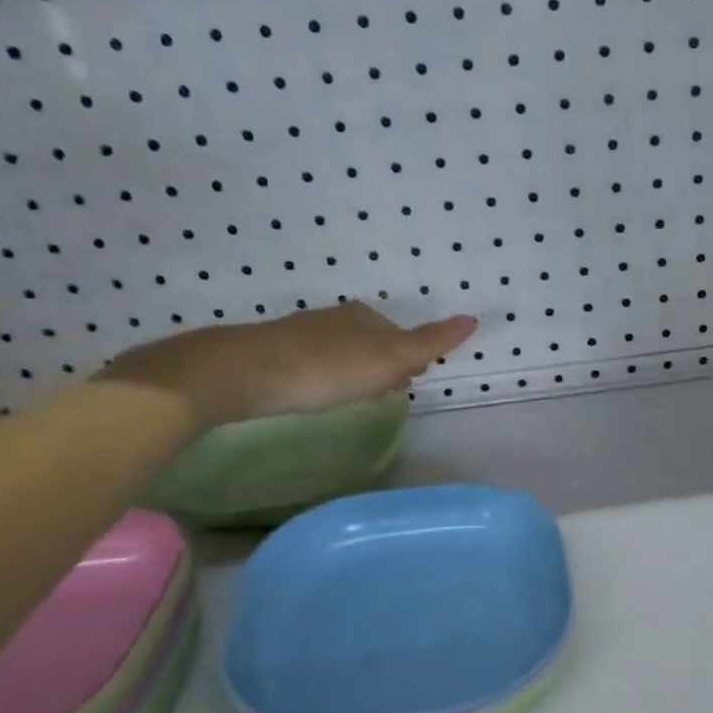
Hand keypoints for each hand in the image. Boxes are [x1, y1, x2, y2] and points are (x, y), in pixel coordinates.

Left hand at [99, 304, 476, 428]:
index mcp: (364, 317)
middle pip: (371, 341)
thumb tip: (472, 318)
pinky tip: (317, 392)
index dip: (411, 359)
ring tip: (356, 395)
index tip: (412, 381)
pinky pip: (312, 363)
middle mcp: (333, 319)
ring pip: (341, 351)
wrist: (240, 373)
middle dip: (384, 363)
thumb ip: (429, 343)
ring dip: (354, 370)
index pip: (400, 335)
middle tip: (389, 390)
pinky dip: (324, 375)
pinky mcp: (271, 354)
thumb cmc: (324, 369)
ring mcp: (299, 334)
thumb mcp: (386, 359)